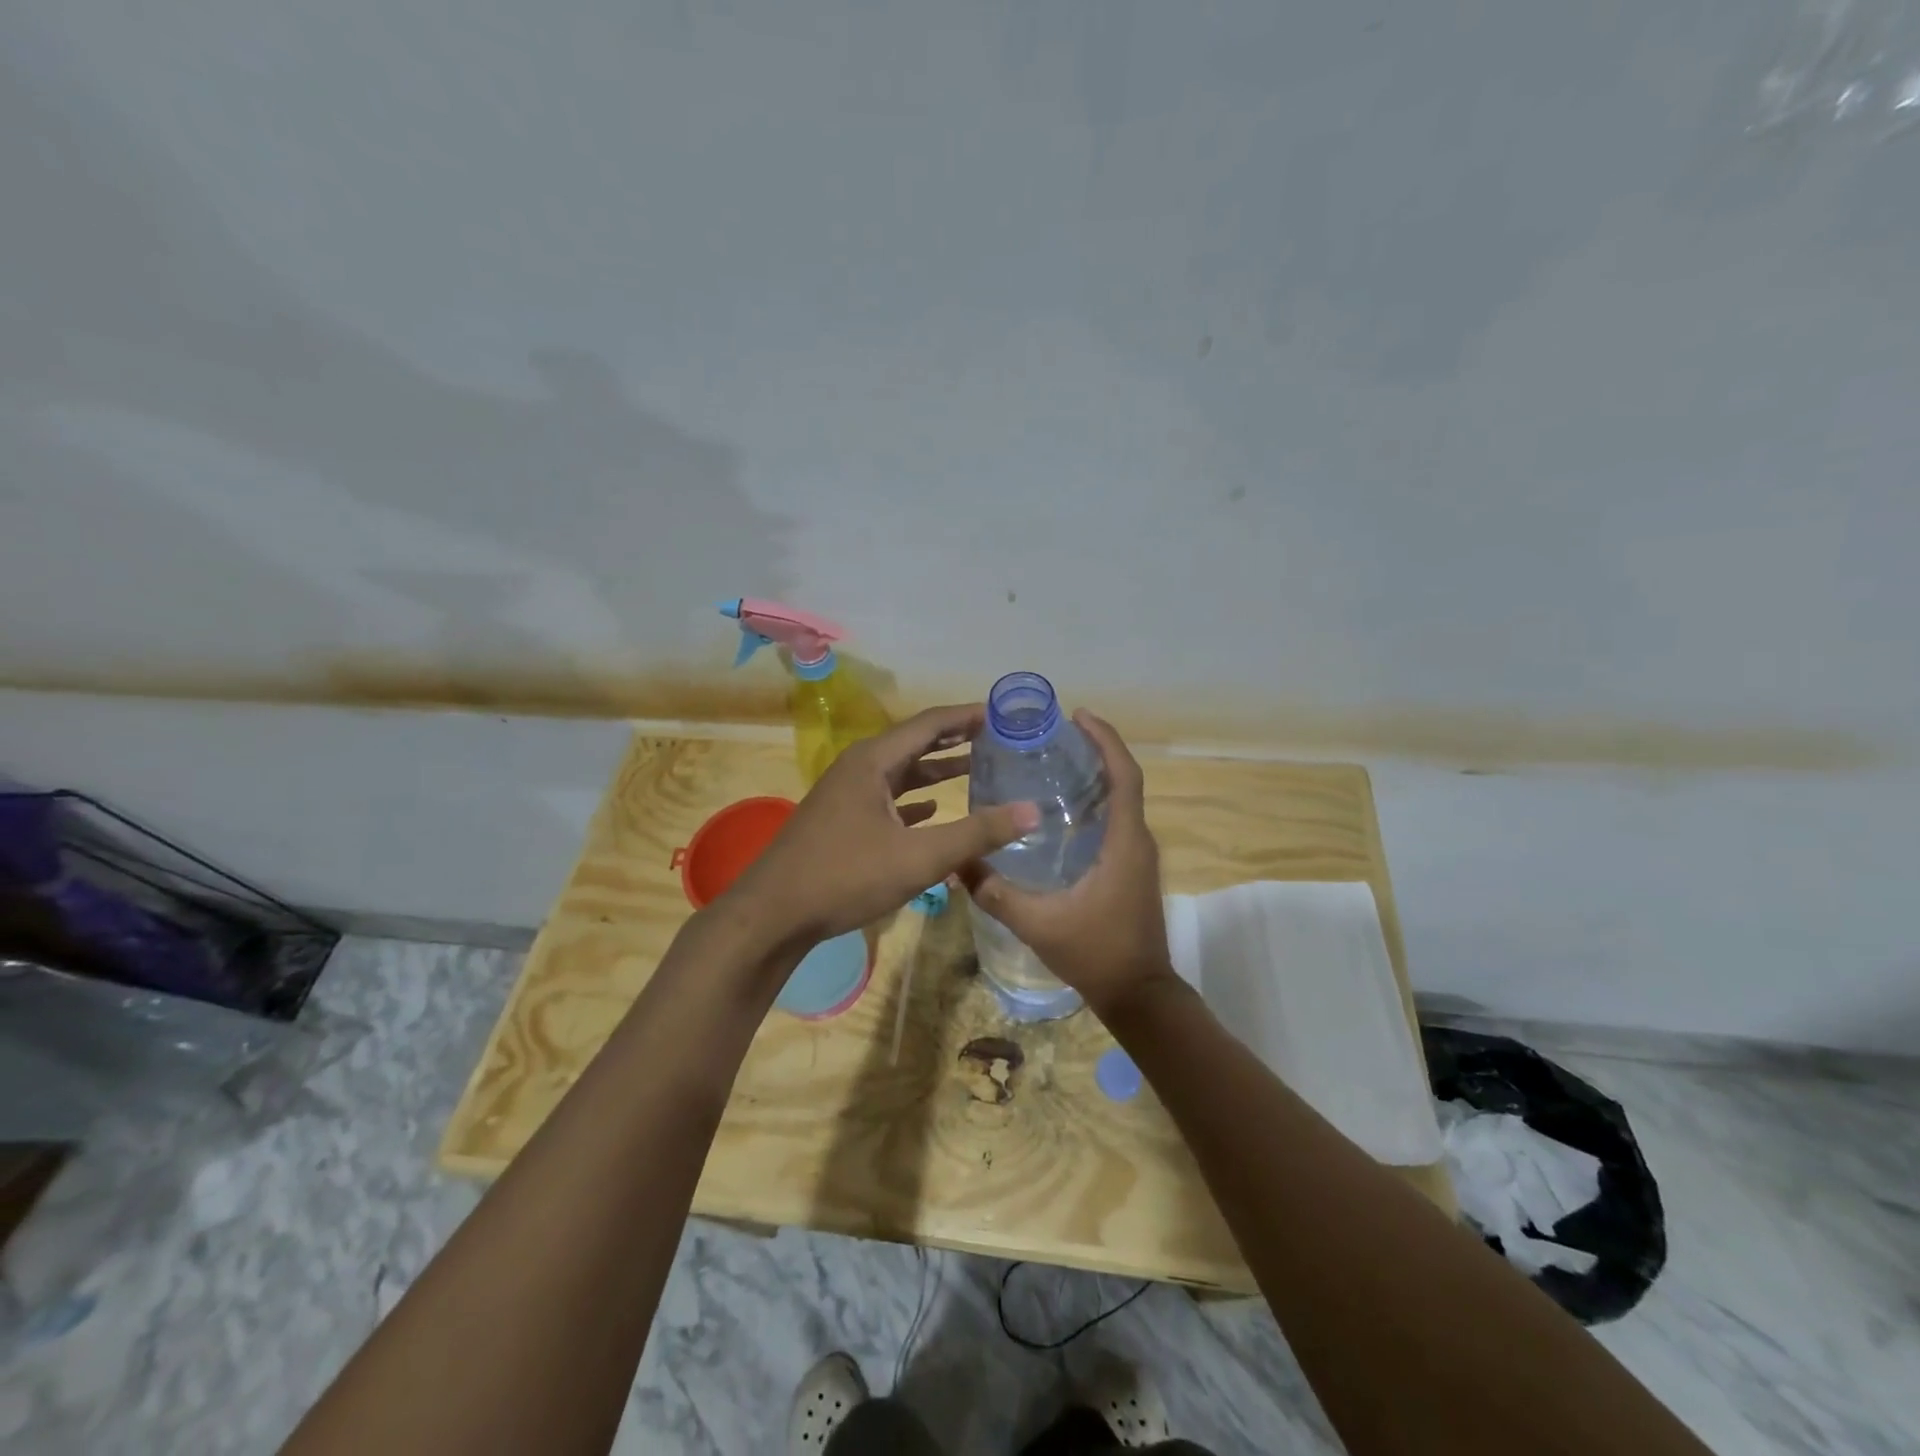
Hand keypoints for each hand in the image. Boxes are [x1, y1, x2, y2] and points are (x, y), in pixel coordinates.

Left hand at [719, 704, 1039, 952]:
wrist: (773, 914)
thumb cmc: (845, 876)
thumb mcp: (919, 857)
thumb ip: (977, 834)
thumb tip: (1034, 811)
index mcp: (873, 761)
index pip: (929, 724)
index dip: (967, 716)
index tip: (1003, 714)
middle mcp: (859, 768)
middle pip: (915, 743)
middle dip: (955, 739)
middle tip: (997, 738)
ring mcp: (847, 795)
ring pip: (900, 773)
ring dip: (936, 770)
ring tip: (976, 768)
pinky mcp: (842, 821)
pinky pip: (887, 798)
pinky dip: (914, 799)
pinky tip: (934, 809)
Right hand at [959, 710, 1178, 1019]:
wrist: (1139, 995)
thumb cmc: (1096, 954)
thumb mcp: (1038, 923)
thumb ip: (995, 892)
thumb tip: (955, 864)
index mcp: (1124, 842)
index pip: (1125, 775)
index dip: (1106, 740)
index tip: (1078, 716)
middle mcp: (1138, 840)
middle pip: (1123, 780)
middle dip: (1095, 751)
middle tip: (1052, 737)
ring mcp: (1138, 855)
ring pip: (1121, 801)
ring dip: (1096, 776)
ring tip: (1051, 763)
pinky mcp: (1133, 869)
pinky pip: (1116, 821)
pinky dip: (1095, 803)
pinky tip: (1060, 813)